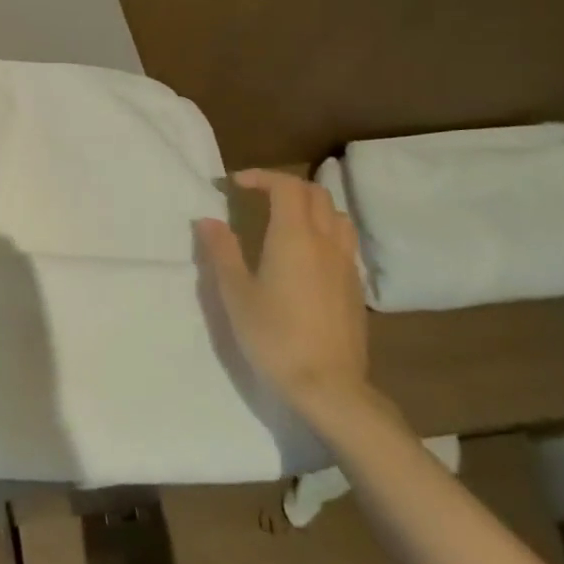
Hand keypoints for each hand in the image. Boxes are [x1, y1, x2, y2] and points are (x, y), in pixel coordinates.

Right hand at [195, 169, 374, 419]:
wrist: (329, 386)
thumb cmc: (275, 336)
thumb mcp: (236, 293)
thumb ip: (222, 251)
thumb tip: (209, 220)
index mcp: (294, 237)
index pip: (286, 186)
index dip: (261, 177)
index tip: (234, 184)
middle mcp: (325, 242)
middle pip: (314, 194)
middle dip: (284, 186)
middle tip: (256, 196)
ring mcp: (345, 264)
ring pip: (335, 215)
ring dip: (309, 205)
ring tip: (284, 218)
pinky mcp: (354, 287)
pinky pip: (343, 241)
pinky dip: (323, 229)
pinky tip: (305, 253)